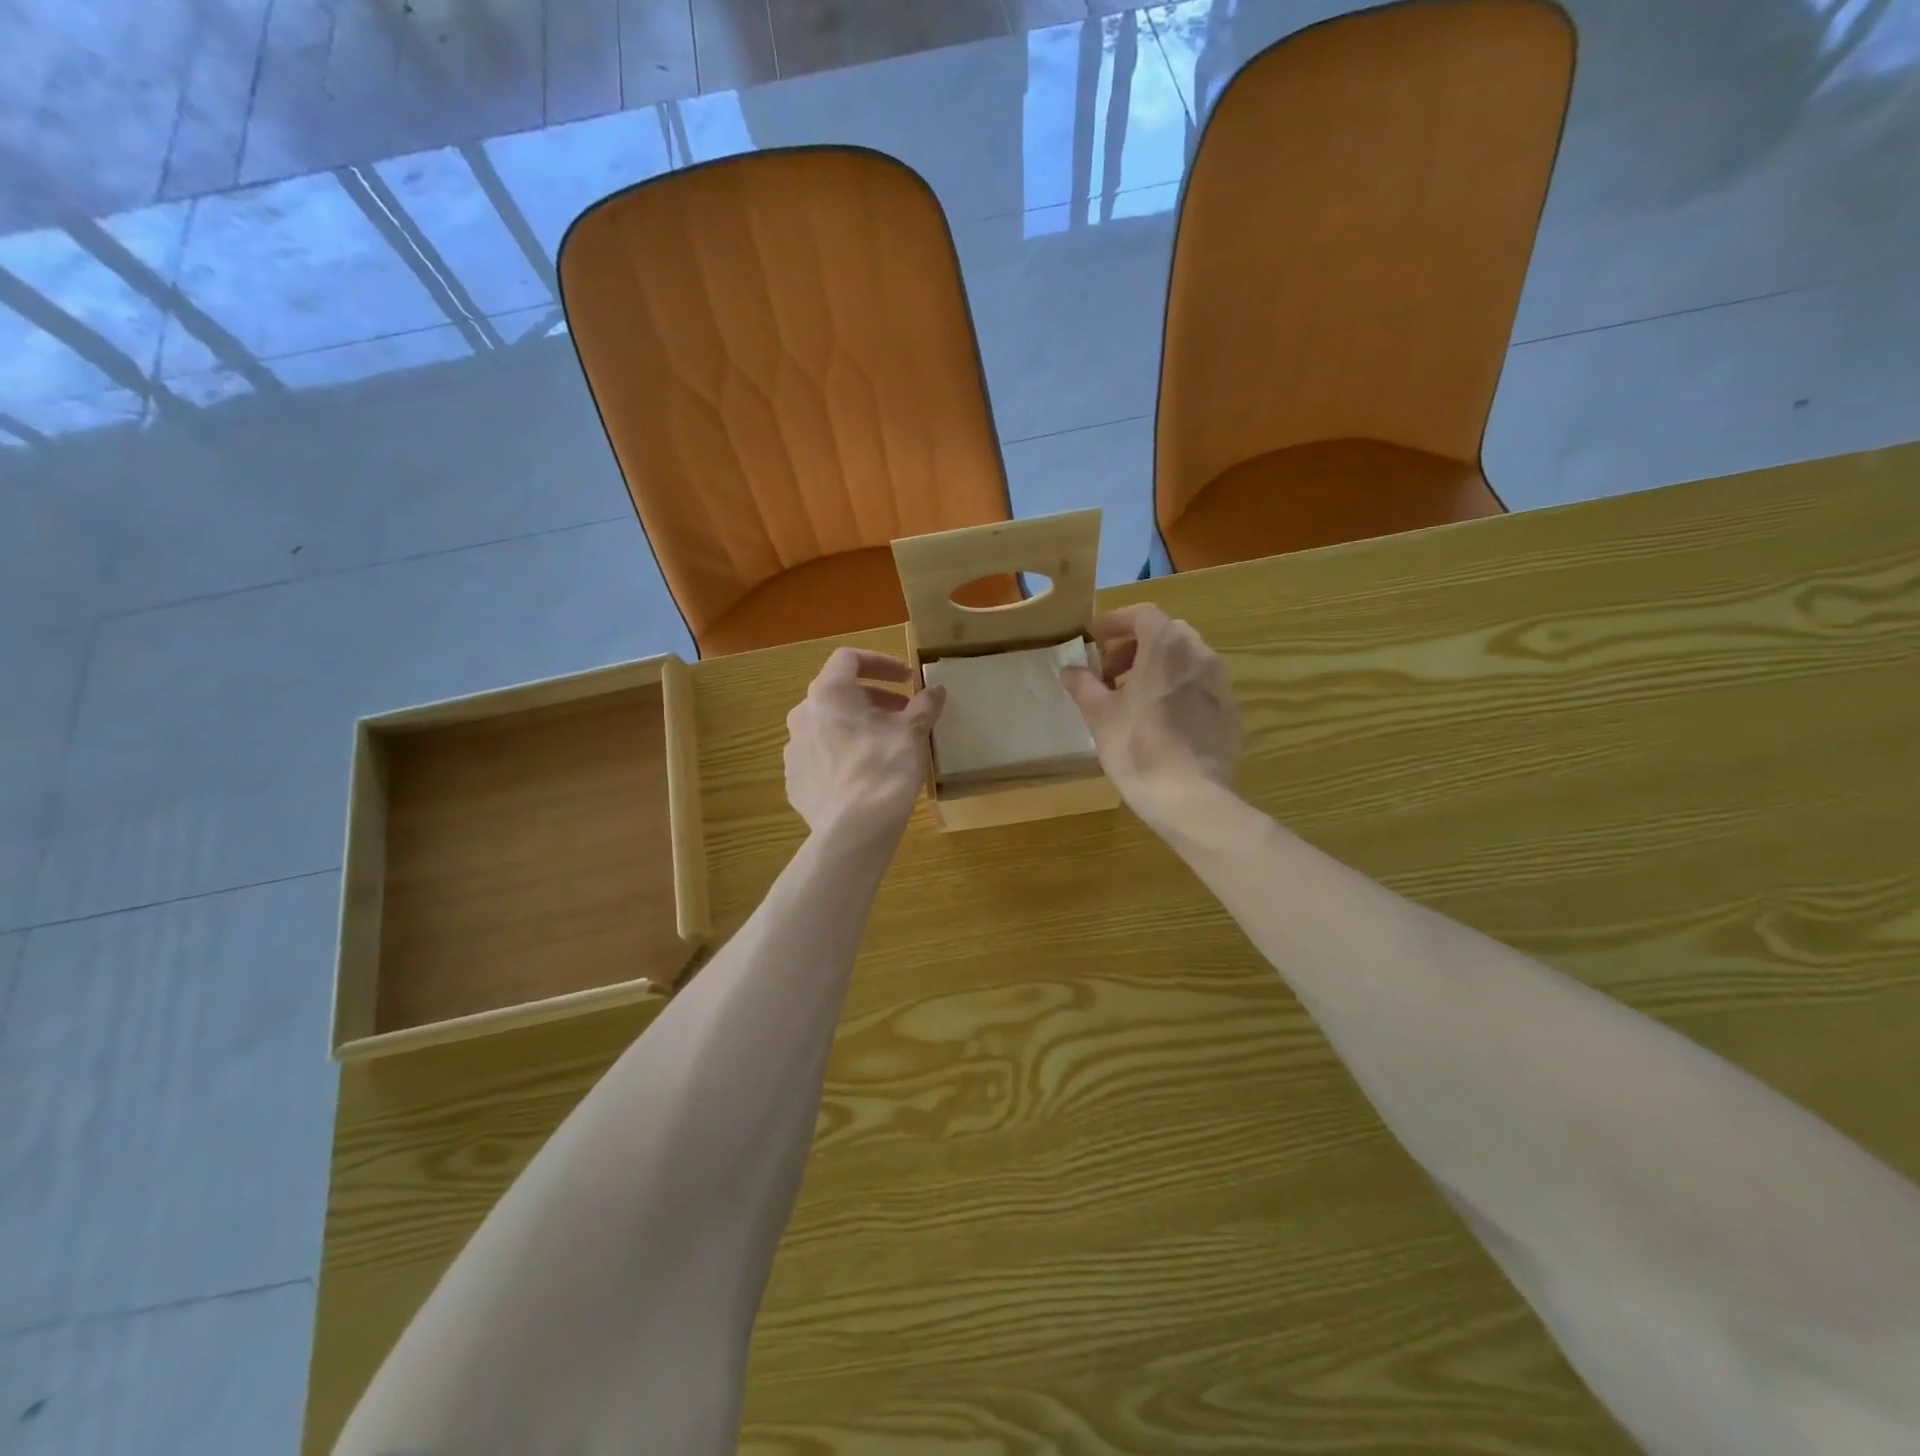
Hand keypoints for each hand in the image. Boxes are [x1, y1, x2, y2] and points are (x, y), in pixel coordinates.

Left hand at [785, 648, 945, 843]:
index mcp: (829, 693)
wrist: (853, 830)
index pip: (849, 659)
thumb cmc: (884, 768)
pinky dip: (842, 755)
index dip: (881, 663)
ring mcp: (794, 750)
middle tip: (903, 714)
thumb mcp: (912, 733)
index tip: (907, 679)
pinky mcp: (795, 781)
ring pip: (827, 726)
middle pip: (839, 694)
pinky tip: (865, 775)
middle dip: (874, 698)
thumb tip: (935, 690)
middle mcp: (803, 715)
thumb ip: (923, 706)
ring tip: (886, 745)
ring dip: (857, 727)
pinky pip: (820, 757)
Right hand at [1060, 605, 1241, 833]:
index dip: (1116, 622)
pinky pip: (1200, 686)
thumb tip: (1070, 670)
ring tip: (1134, 698)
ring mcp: (1220, 684)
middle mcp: (1200, 655)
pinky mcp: (1230, 712)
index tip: (1095, 640)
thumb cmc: (1139, 750)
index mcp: (1167, 647)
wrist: (1192, 799)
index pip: (1143, 614)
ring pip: (1186, 659)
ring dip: (1158, 667)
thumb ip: (1084, 686)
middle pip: (1167, 633)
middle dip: (1136, 646)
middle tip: (1111, 673)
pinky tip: (1162, 721)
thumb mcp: (1100, 717)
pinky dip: (1178, 689)